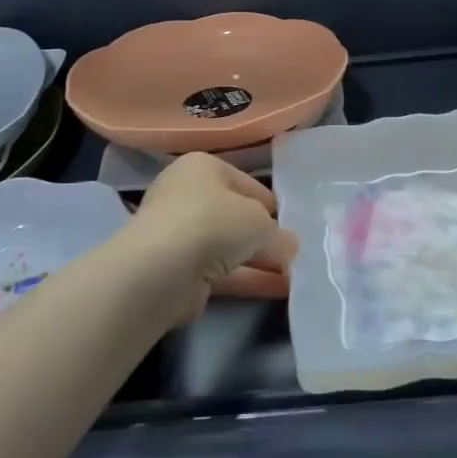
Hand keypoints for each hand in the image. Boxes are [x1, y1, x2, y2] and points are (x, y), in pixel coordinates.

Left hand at [128, 153, 298, 319]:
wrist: (162, 269)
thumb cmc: (213, 222)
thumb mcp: (259, 222)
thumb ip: (278, 235)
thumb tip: (289, 247)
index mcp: (203, 168)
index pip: (245, 182)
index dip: (270, 203)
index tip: (292, 223)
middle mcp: (187, 195)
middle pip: (235, 215)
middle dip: (264, 235)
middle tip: (294, 252)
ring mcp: (180, 234)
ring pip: (229, 246)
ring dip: (260, 260)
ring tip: (295, 274)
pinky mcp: (180, 270)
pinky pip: (222, 271)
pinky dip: (249, 279)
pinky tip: (278, 289)